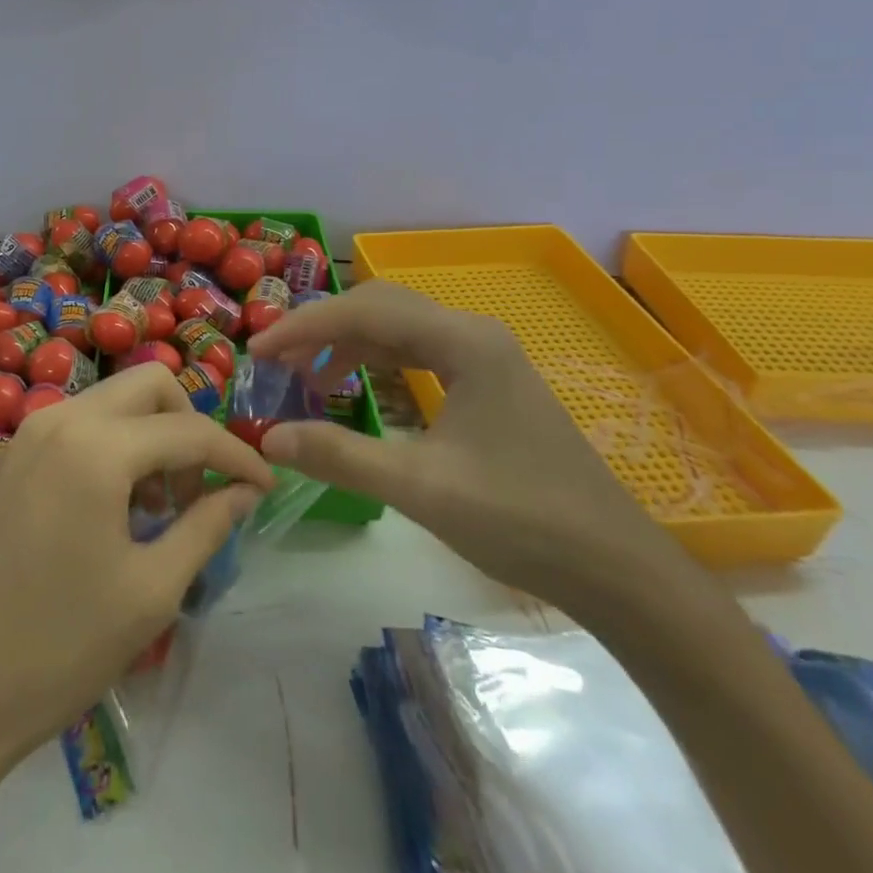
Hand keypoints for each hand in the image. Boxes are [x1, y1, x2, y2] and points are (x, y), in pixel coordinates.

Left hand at [0, 363, 273, 770]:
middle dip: (189, 426)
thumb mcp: (151, 590)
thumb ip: (206, 525)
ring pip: (115, 401)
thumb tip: (244, 490)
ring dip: (152, 435)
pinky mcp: (16, 456)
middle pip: (150, 386)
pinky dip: (117, 445)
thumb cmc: (60, 647)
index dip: (237, 455)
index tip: (266, 487)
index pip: (190, 430)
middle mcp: (62, 419)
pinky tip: (119, 506)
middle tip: (199, 492)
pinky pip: (83, 424)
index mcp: (97, 446)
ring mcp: (32, 433)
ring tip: (160, 509)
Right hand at [248, 281, 675, 606]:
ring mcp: (485, 355)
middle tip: (276, 360)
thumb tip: (267, 438)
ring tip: (304, 374)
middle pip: (379, 306)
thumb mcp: (419, 489)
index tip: (258, 352)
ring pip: (398, 326)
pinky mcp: (489, 380)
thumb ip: (340, 457)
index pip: (364, 312)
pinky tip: (353, 384)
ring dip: (347, 341)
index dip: (303, 327)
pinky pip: (418, 350)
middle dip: (322, 327)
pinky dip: (376, 359)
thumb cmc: (520, 520)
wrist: (615, 566)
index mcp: (462, 342)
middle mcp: (473, 333)